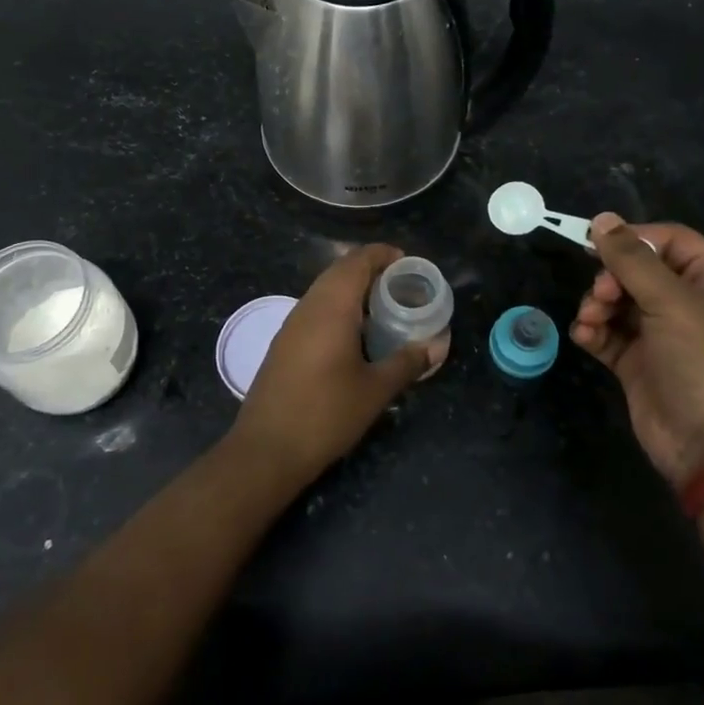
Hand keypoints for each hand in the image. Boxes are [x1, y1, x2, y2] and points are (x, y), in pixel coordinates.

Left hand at [234, 244, 448, 482]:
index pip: (357, 261)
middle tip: (402, 286)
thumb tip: (437, 345)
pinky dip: (338, 308)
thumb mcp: (375, 390)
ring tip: (384, 309)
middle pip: (340, 271)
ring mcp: (291, 324)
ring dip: (353, 290)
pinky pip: (315, 309)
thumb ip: (407, 362)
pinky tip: (355, 335)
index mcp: (332, 307)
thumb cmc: (326, 414)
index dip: (383, 254)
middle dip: (371, 270)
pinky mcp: (283, 343)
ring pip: (325, 290)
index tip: (409, 264)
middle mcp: (308, 306)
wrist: (266, 450)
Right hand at [572, 214, 703, 487]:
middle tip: (601, 295)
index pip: (670, 240)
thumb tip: (601, 219)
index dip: (633, 237)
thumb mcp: (673, 302)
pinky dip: (593, 331)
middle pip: (638, 270)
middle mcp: (688, 303)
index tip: (595, 243)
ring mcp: (662, 335)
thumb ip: (632, 259)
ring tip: (590, 320)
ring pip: (618, 301)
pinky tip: (584, 336)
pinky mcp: (639, 364)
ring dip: (597, 304)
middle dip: (611, 277)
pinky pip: (609, 334)